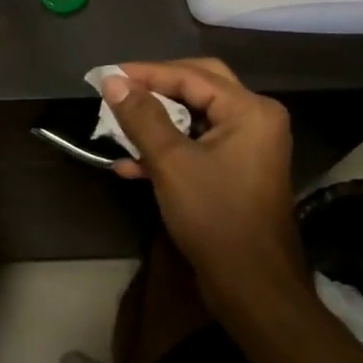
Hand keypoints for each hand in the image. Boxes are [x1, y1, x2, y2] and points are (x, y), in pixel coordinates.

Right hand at [104, 59, 309, 319]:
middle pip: (197, 85)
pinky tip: (131, 165)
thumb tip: (113, 81)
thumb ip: (142, 116)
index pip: (190, 75)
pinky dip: (168, 148)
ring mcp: (249, 146)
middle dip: (155, 89)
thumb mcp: (171, 162)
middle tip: (119, 89)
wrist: (253, 290)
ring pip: (195, 116)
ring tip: (118, 127)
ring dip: (157, 121)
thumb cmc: (215, 217)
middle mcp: (255, 119)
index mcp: (249, 110)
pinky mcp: (237, 170)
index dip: (146, 73)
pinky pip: (198, 143)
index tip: (107, 76)